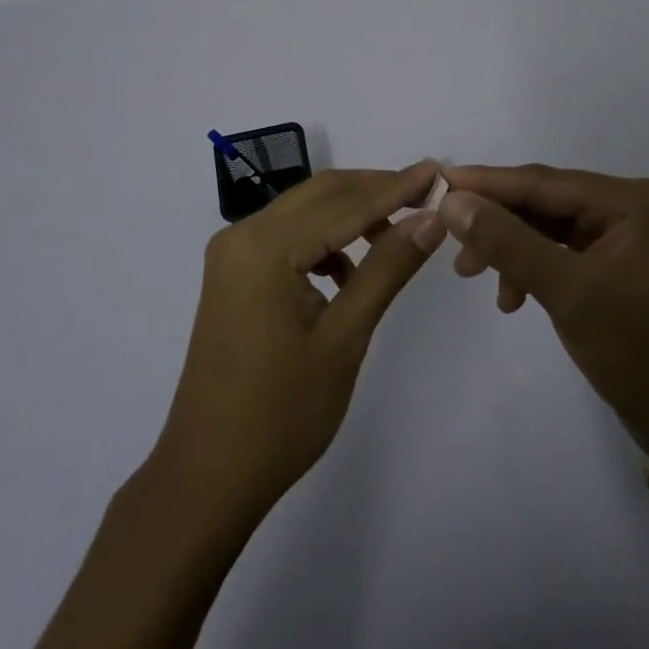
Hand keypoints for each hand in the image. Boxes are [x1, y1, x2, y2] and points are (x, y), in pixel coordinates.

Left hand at [149, 163, 446, 524]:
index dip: (396, 188)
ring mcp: (232, 255)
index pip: (345, 204)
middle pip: (321, 194)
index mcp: (264, 246)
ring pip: (304, 212)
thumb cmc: (281, 414)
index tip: (439, 172)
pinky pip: (287, 237)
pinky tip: (350, 271)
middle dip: (375, 190)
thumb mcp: (345, 337)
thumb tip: (430, 219)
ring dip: (351, 214)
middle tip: (427, 193)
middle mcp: (241, 235)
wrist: (208, 476)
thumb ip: (387, 269)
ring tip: (399, 232)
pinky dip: (324, 240)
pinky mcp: (233, 275)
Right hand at [440, 164, 648, 466]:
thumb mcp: (567, 291)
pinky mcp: (619, 270)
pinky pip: (563, 255)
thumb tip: (453, 202)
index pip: (544, 181)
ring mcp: (627, 240)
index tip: (437, 182)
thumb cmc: (641, 352)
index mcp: (631, 201)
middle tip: (450, 242)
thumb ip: (508, 242)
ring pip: (549, 230)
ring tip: (472, 276)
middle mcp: (631, 209)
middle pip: (545, 202)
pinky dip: (533, 270)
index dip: (487, 182)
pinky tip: (512, 298)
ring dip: (511, 250)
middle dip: (496, 221)